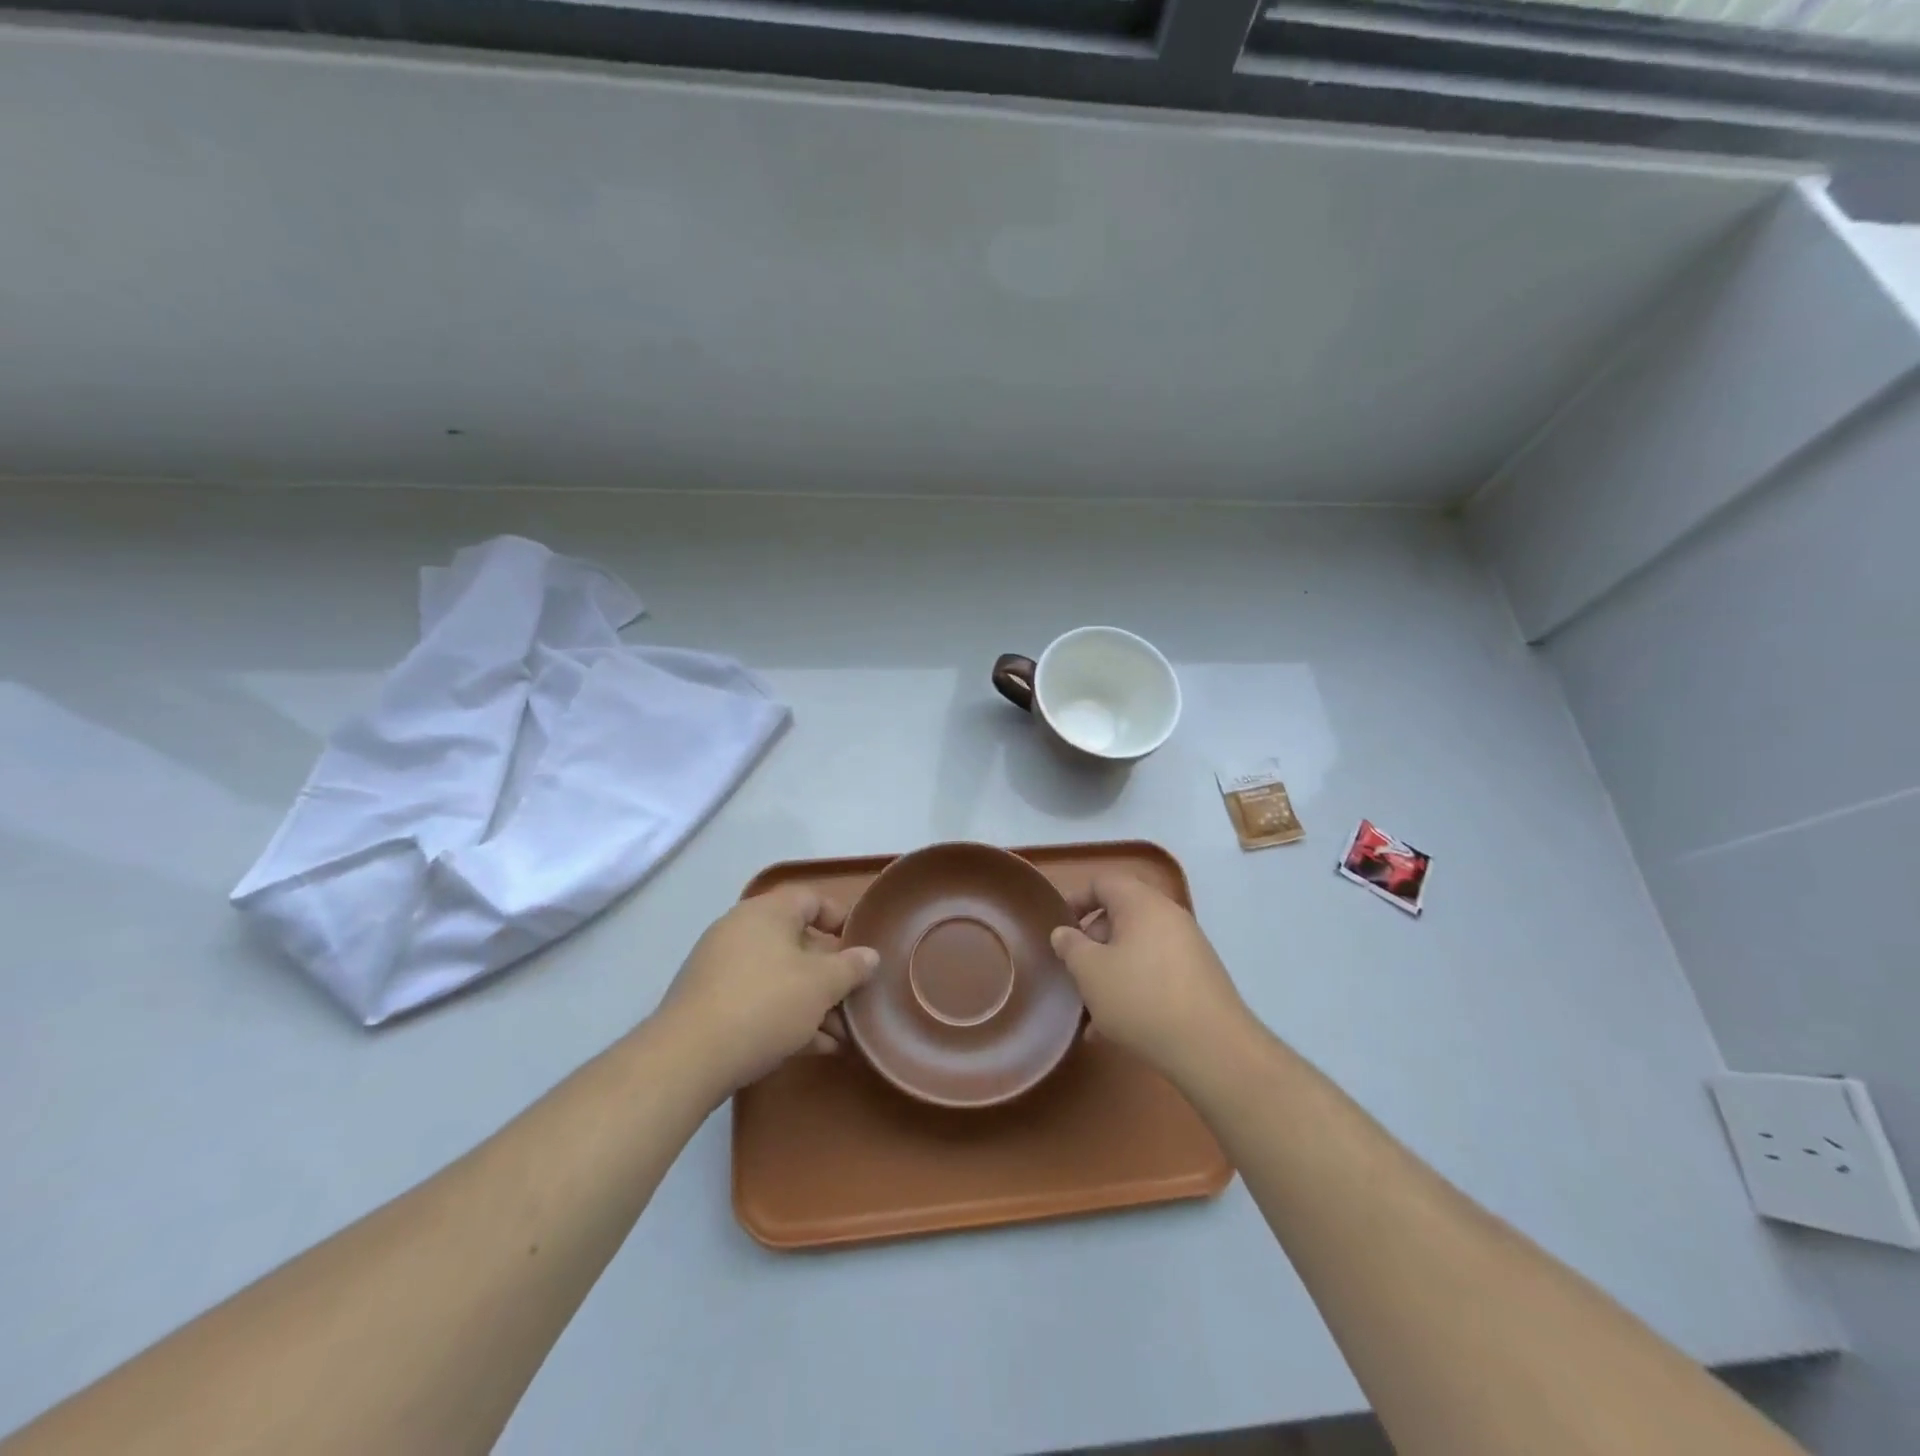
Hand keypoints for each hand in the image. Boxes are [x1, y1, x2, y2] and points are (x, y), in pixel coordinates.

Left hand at [653, 888, 877, 1098]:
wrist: (688, 1058)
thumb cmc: (765, 1004)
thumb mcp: (821, 985)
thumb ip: (851, 967)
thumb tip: (869, 955)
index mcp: (767, 912)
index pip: (811, 899)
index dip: (840, 918)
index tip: (861, 945)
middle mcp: (741, 930)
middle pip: (797, 941)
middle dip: (830, 973)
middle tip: (854, 998)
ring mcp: (721, 967)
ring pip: (779, 976)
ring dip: (812, 1001)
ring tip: (839, 1034)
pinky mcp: (710, 1003)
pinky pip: (758, 999)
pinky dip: (786, 1016)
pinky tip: (813, 1047)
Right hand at [1051, 874, 1249, 1082]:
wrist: (1212, 1048)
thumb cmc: (1141, 998)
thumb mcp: (1090, 971)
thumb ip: (1070, 947)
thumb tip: (1064, 933)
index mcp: (1142, 904)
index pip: (1104, 883)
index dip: (1077, 899)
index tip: (1060, 927)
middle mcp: (1168, 917)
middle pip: (1121, 916)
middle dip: (1092, 943)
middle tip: (1075, 971)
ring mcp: (1188, 948)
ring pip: (1137, 950)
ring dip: (1110, 972)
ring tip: (1090, 1010)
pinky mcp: (1199, 979)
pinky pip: (1155, 973)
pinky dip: (1133, 990)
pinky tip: (1113, 1030)